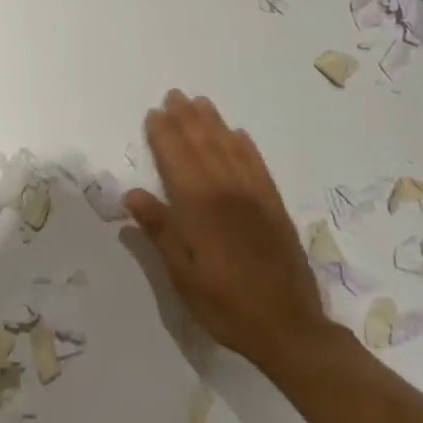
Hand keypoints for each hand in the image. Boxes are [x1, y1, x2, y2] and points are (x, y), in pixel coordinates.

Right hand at [124, 90, 334, 373]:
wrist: (289, 327)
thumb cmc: (225, 304)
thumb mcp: (182, 275)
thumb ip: (160, 231)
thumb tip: (133, 194)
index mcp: (199, 207)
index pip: (176, 159)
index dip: (164, 134)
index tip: (153, 113)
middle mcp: (227, 191)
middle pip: (203, 145)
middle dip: (187, 119)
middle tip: (174, 95)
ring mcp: (254, 196)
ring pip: (230, 148)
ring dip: (214, 123)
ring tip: (201, 102)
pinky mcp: (275, 206)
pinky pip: (258, 165)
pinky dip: (246, 146)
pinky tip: (239, 134)